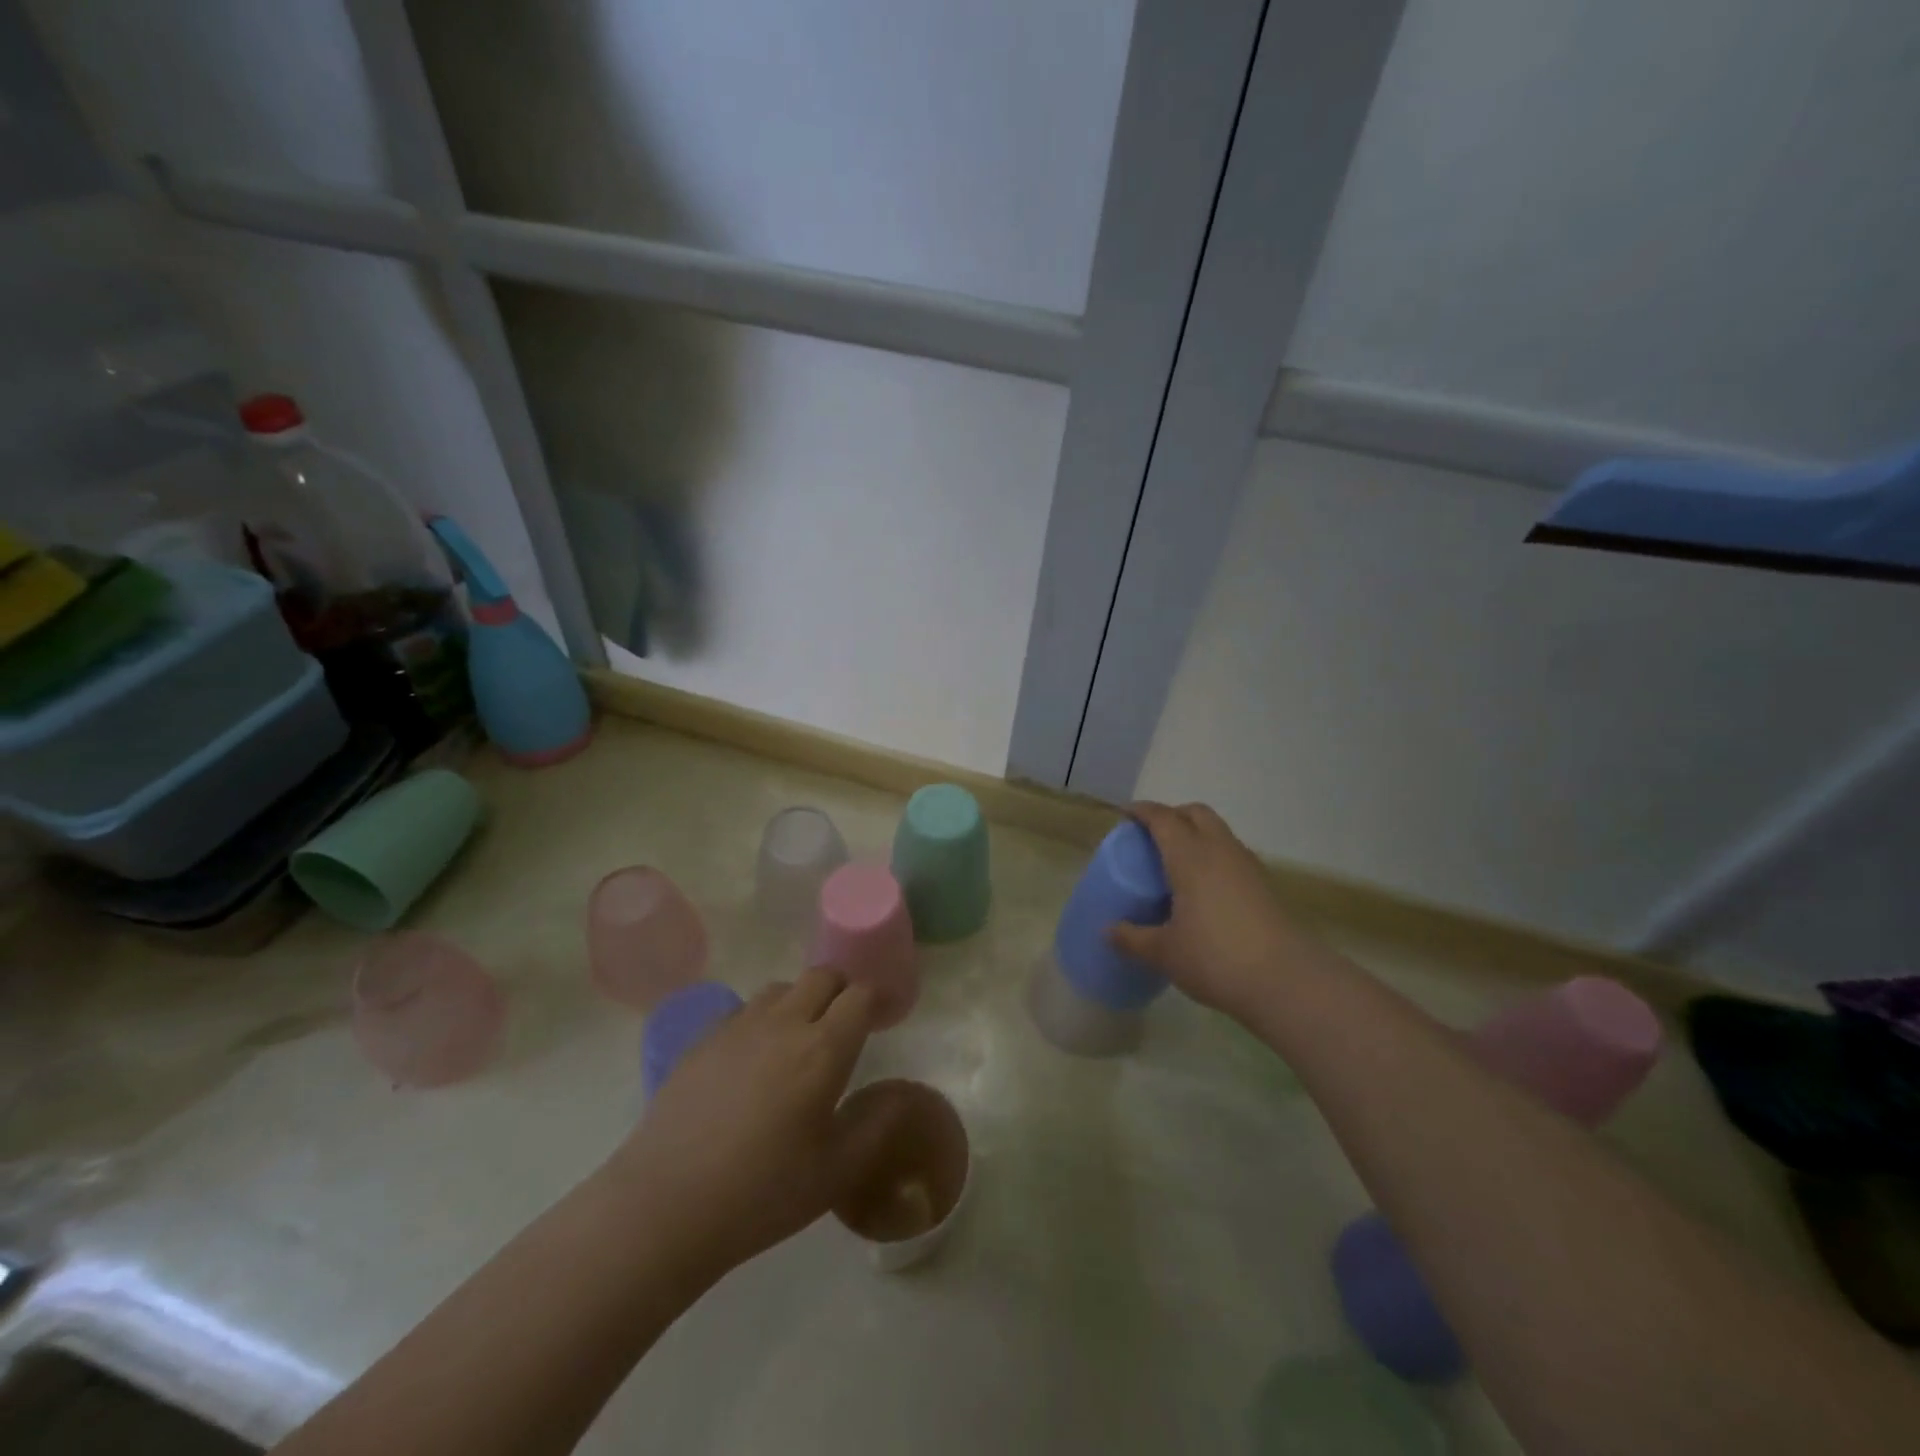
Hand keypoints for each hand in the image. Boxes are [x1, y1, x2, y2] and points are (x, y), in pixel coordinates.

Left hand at [605, 966, 875, 1280]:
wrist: (665, 1205)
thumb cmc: (763, 1193)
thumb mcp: (836, 1173)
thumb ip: (876, 1126)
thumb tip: (899, 1095)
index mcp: (823, 1049)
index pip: (860, 996)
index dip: (878, 999)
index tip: (886, 1015)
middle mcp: (784, 1023)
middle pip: (822, 976)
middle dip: (842, 990)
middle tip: (847, 1022)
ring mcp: (738, 1027)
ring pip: (781, 988)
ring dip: (801, 1000)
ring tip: (800, 1038)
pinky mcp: (702, 1040)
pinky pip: (743, 1011)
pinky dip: (762, 1020)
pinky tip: (754, 1059)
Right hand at [1108, 801, 1308, 1019]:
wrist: (1287, 981)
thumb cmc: (1216, 958)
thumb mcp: (1164, 952)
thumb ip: (1132, 938)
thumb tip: (1108, 931)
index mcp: (1190, 856)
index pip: (1163, 818)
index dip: (1142, 812)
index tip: (1125, 815)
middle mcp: (1220, 850)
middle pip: (1196, 813)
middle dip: (1172, 815)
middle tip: (1152, 836)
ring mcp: (1247, 866)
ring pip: (1218, 832)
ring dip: (1196, 834)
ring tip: (1176, 862)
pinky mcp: (1264, 885)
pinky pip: (1232, 855)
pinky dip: (1213, 856)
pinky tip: (1204, 888)